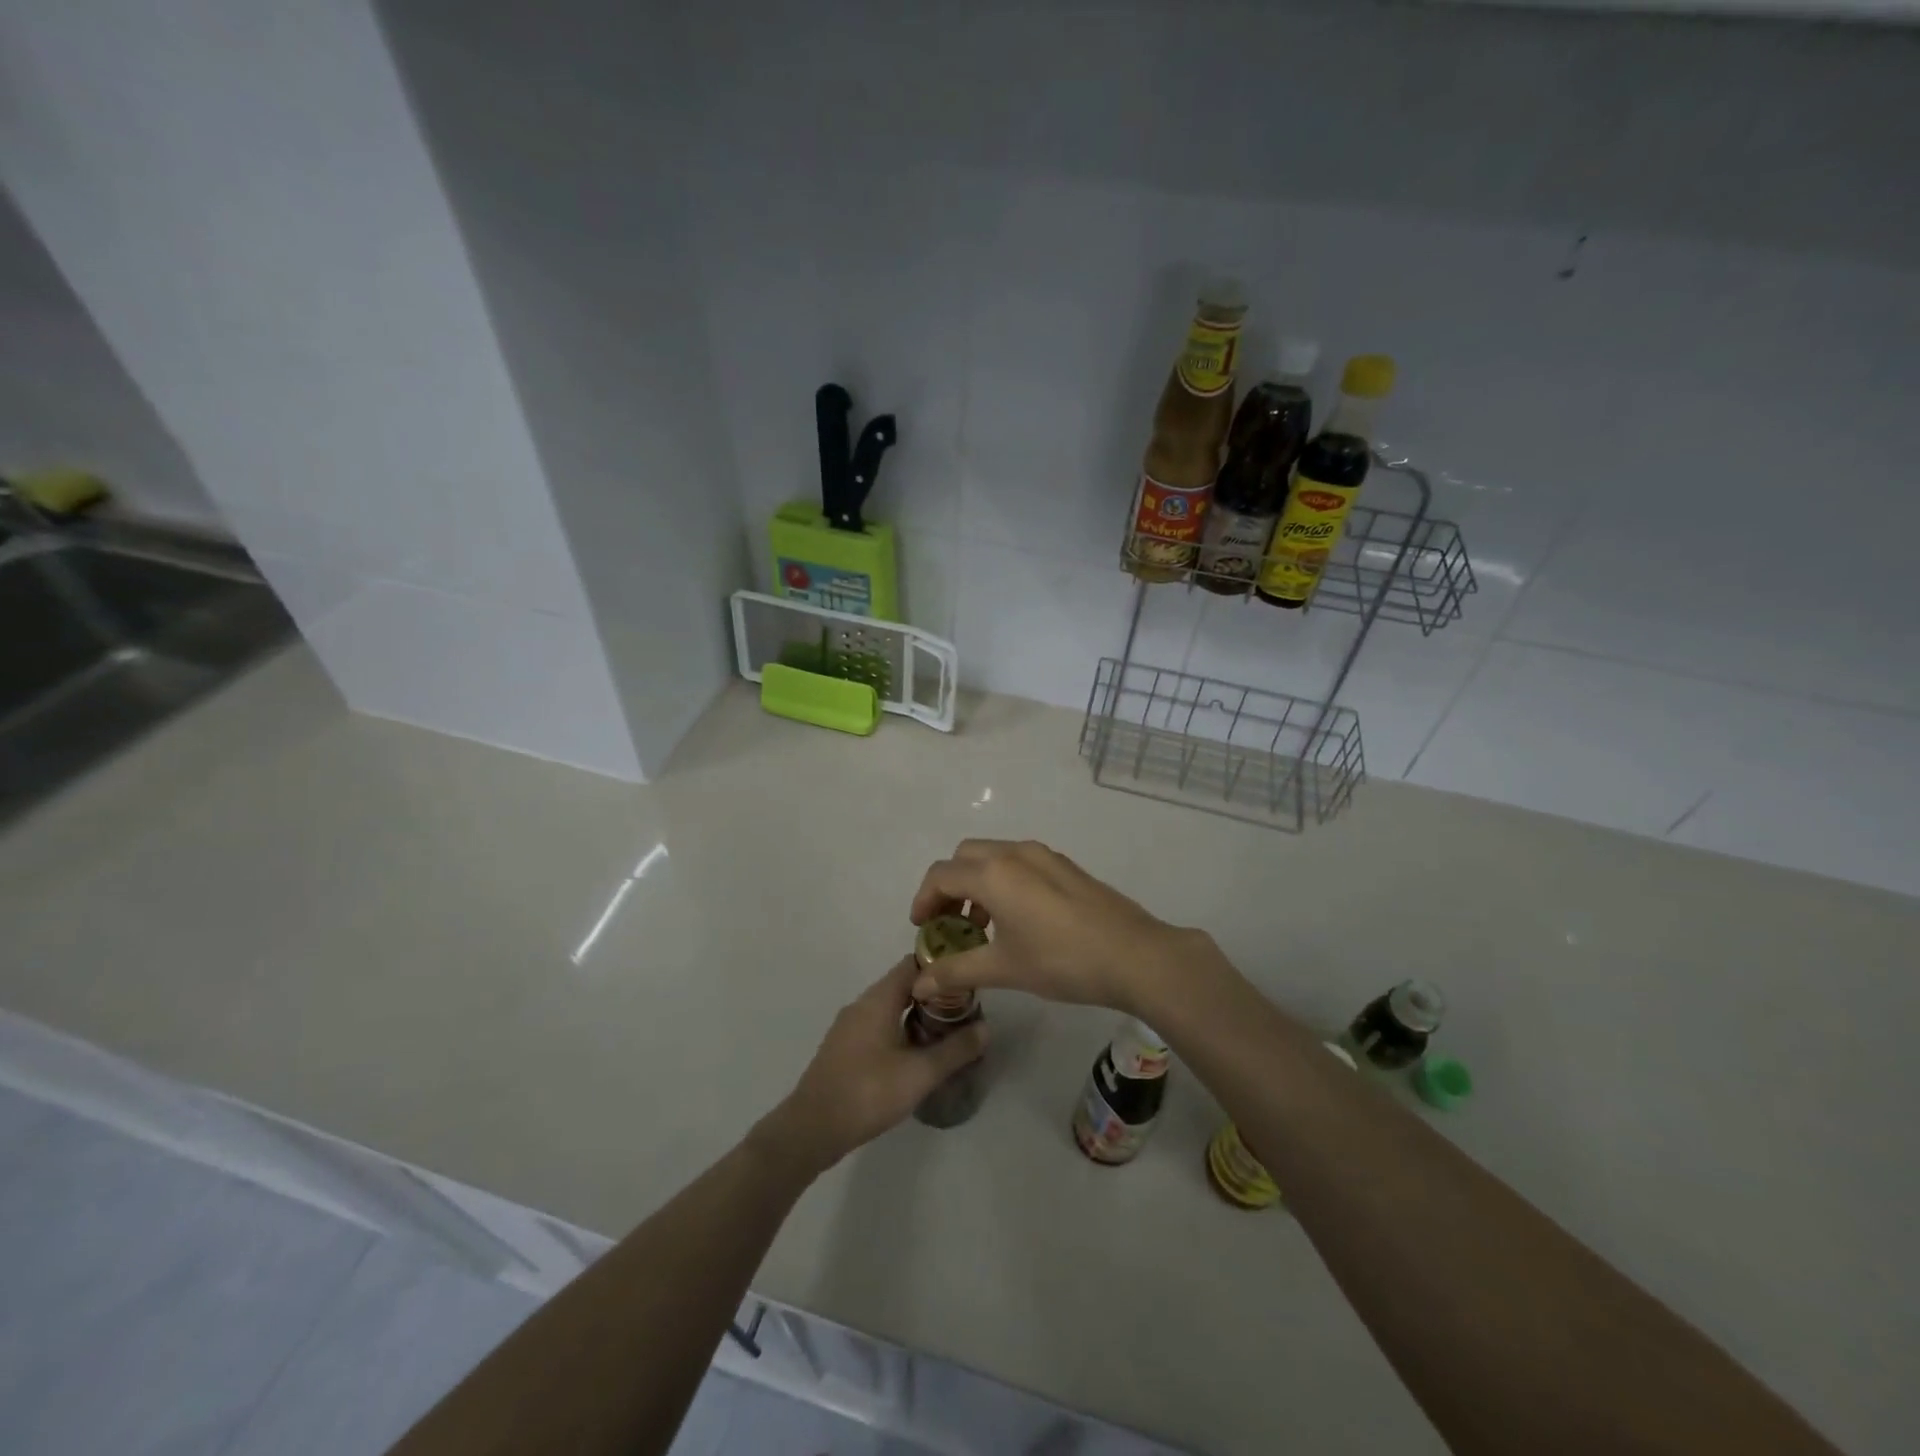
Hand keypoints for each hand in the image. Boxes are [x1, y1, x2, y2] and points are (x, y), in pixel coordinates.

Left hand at [760, 957, 987, 1174]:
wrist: (811, 1129)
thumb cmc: (867, 1092)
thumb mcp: (920, 1074)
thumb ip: (955, 1050)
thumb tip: (986, 1029)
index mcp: (878, 999)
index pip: (913, 963)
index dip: (941, 967)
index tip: (967, 978)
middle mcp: (862, 1004)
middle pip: (902, 984)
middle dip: (933, 994)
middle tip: (964, 1010)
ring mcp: (849, 1026)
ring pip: (889, 1007)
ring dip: (916, 1014)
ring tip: (946, 1032)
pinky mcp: (844, 1047)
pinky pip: (878, 1025)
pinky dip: (900, 1029)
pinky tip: (915, 1054)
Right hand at [908, 839, 1217, 1015]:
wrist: (1135, 955)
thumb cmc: (1061, 960)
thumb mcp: (1003, 968)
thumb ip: (956, 971)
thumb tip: (919, 985)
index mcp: (993, 873)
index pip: (940, 875)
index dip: (923, 900)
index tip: (923, 930)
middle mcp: (1014, 853)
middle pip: (964, 857)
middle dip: (948, 886)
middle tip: (948, 924)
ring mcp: (1044, 856)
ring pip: (993, 856)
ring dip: (976, 883)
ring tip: (982, 926)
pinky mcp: (1065, 866)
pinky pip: (1019, 862)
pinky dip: (1003, 881)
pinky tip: (1017, 919)